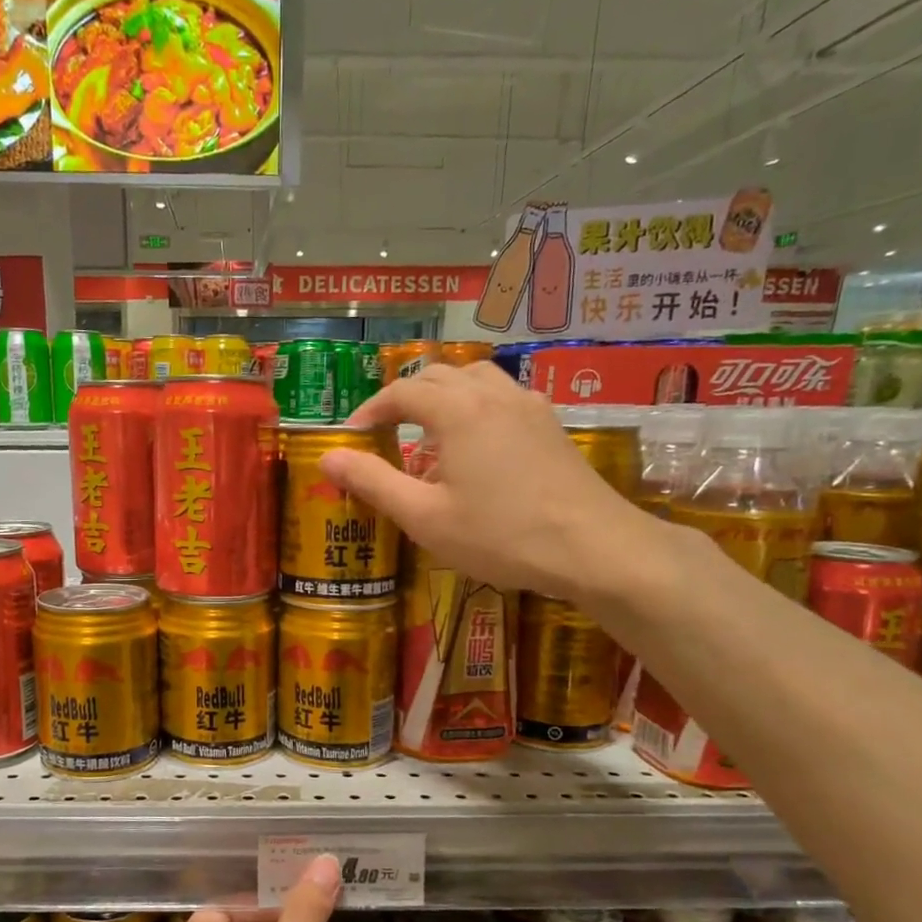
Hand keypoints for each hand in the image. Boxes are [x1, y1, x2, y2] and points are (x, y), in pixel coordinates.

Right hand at [318, 361, 660, 600]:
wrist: (593, 547)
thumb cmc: (501, 536)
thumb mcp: (425, 517)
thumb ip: (373, 482)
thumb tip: (327, 457)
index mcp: (457, 411)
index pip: (402, 392)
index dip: (371, 410)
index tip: (352, 436)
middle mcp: (493, 395)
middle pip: (439, 374)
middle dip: (405, 397)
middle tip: (385, 432)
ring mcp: (529, 406)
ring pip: (476, 379)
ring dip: (444, 395)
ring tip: (430, 432)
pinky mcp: (551, 425)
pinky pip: (503, 397)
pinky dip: (476, 406)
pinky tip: (478, 444)